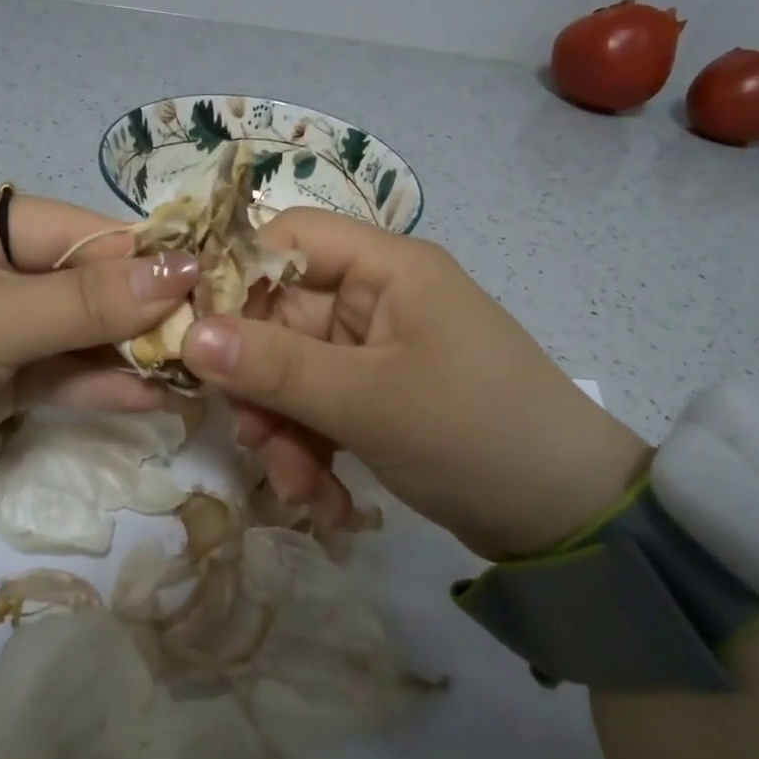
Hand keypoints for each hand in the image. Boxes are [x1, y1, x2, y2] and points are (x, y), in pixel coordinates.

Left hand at [0, 191, 197, 516]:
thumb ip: (88, 300)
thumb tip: (182, 271)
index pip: (79, 231)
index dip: (142, 256)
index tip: (206, 284)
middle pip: (85, 282)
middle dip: (142, 311)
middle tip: (207, 337)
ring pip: (79, 332)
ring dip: (129, 353)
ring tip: (192, 372)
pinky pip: (61, 373)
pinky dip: (101, 384)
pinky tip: (152, 397)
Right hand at [179, 209, 651, 559]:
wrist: (568, 519)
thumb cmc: (475, 434)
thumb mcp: (368, 401)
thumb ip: (275, 367)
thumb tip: (190, 336)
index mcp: (386, 267)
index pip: (287, 239)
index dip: (234, 277)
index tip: (194, 335)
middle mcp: (377, 297)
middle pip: (281, 317)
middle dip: (261, 384)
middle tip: (250, 435)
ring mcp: (376, 350)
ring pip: (293, 373)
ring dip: (284, 430)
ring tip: (299, 488)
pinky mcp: (379, 396)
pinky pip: (319, 409)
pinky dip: (311, 451)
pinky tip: (324, 500)